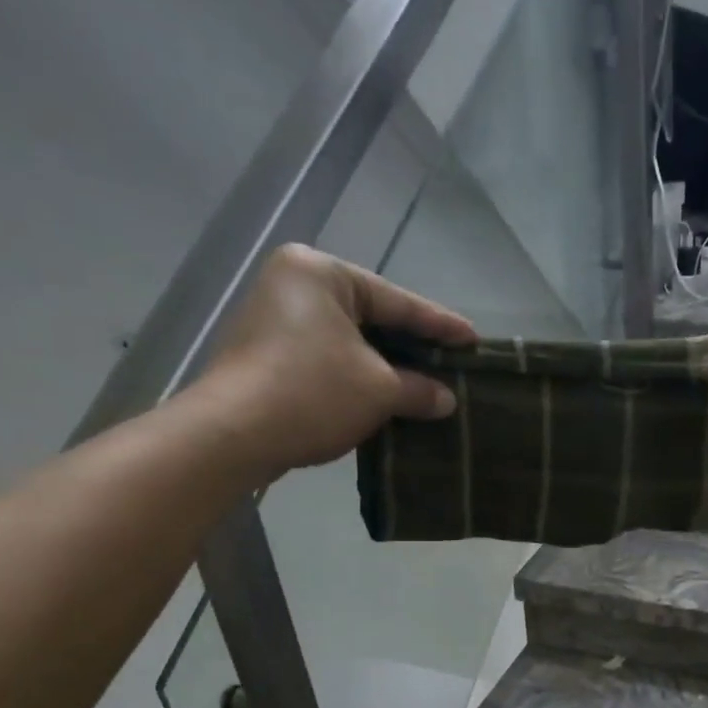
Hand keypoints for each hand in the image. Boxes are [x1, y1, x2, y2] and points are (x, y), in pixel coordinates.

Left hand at [196, 244, 474, 477]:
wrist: (233, 435)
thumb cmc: (313, 393)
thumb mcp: (379, 390)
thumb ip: (418, 389)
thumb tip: (446, 400)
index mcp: (321, 272)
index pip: (397, 301)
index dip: (440, 325)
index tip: (473, 340)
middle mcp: (294, 285)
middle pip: (372, 318)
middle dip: (412, 347)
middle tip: (453, 363)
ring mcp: (275, 319)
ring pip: (350, 342)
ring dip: (387, 367)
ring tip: (427, 384)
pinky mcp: (267, 354)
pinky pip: (328, 358)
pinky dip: (359, 377)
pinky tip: (388, 397)